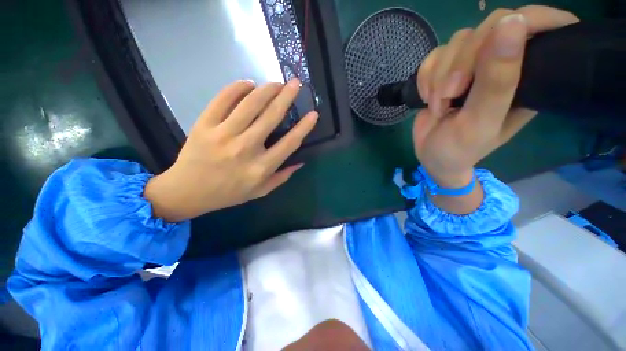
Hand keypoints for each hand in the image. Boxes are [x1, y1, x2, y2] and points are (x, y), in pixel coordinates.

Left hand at [144, 79, 317, 221]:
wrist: (188, 192)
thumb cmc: (229, 193)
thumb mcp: (260, 191)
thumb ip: (282, 177)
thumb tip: (300, 161)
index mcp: (261, 167)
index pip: (289, 143)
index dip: (304, 127)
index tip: (314, 114)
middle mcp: (245, 149)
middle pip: (271, 117)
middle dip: (287, 97)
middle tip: (296, 83)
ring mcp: (223, 135)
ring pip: (249, 104)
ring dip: (266, 89)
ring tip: (276, 83)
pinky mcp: (204, 125)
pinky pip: (222, 100)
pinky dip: (237, 88)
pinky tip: (248, 84)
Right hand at [413, 6, 578, 187]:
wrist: (431, 156)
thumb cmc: (460, 148)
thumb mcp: (481, 121)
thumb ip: (498, 80)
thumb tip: (511, 22)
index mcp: (528, 77)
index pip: (540, 25)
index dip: (527, 20)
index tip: (505, 33)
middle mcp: (503, 64)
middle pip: (487, 29)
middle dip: (461, 62)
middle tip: (450, 94)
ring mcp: (472, 65)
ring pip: (456, 42)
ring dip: (438, 76)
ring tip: (438, 104)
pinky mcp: (447, 69)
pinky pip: (434, 56)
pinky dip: (425, 77)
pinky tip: (427, 97)